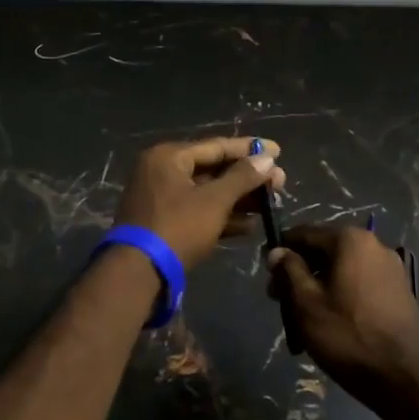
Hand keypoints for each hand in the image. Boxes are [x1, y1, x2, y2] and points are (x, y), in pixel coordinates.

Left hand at [115, 137, 284, 269]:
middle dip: (246, 178)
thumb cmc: (178, 228)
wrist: (138, 273)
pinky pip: (197, 211)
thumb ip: (242, 177)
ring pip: (206, 192)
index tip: (278, 151)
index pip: (216, 146)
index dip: (249, 149)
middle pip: (212, 169)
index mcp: (168, 157)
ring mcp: (160, 198)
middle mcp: (161, 171)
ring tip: (270, 204)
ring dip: (238, 199)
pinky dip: (221, 216)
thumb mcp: (214, 201)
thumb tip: (267, 157)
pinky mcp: (163, 223)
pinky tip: (249, 226)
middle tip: (279, 183)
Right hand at [267, 225, 418, 409]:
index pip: (303, 234)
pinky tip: (331, 325)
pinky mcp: (399, 292)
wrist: (405, 378)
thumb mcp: (306, 303)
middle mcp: (374, 245)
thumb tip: (277, 251)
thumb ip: (289, 270)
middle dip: (300, 275)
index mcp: (350, 240)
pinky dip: (341, 298)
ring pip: (341, 271)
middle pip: (323, 252)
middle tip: (281, 304)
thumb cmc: (348, 335)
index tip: (267, 277)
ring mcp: (391, 269)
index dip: (280, 254)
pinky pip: (359, 286)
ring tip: (304, 322)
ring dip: (319, 289)